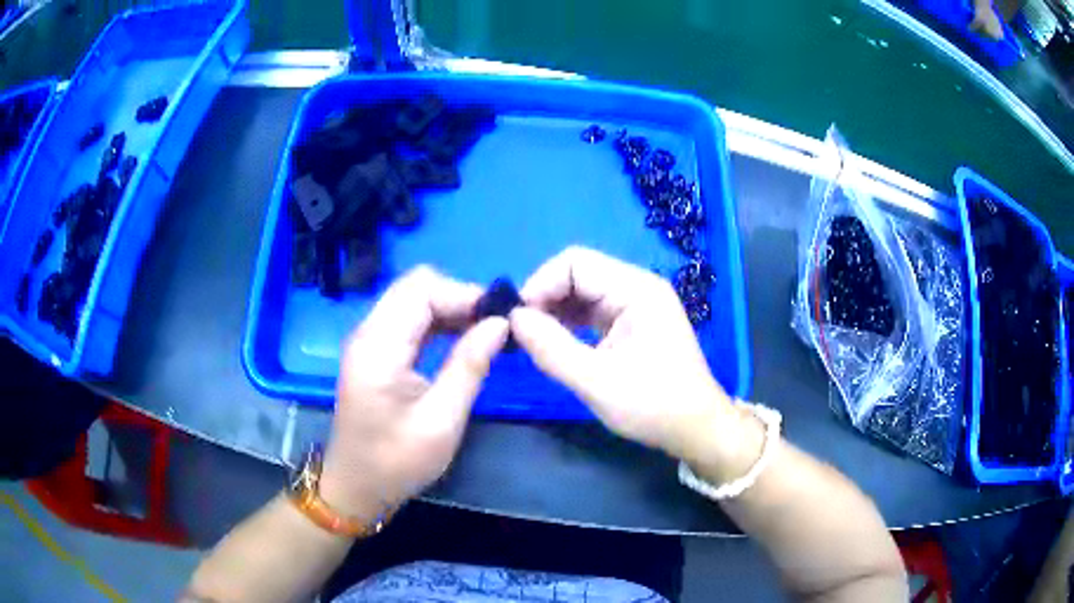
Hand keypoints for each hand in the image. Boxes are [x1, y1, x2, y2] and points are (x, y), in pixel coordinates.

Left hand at [320, 267, 508, 520]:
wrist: (356, 487)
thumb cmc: (397, 462)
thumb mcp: (441, 421)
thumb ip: (469, 366)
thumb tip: (500, 323)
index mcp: (378, 348)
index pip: (421, 290)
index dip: (464, 294)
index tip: (500, 318)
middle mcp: (368, 333)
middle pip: (415, 286)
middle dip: (458, 296)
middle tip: (494, 325)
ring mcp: (368, 340)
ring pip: (413, 298)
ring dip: (449, 307)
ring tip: (485, 332)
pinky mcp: (374, 351)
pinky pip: (408, 318)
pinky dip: (437, 321)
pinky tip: (462, 339)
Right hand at [509, 247, 759, 480]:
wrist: (696, 429)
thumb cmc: (653, 406)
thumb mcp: (597, 382)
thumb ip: (551, 348)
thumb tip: (513, 318)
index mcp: (637, 290)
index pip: (575, 263)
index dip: (541, 284)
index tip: (517, 321)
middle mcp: (637, 287)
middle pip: (578, 274)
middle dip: (545, 298)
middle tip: (520, 333)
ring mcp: (636, 305)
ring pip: (582, 293)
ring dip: (554, 312)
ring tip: (531, 340)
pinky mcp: (632, 323)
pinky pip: (592, 312)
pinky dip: (569, 323)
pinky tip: (553, 343)